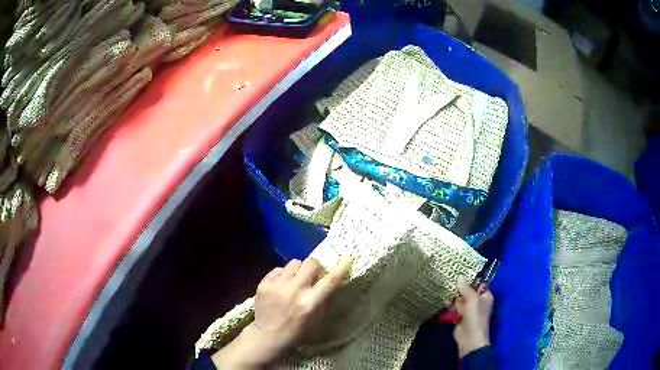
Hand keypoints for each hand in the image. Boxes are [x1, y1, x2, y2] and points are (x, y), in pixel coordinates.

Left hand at [212, 257, 352, 368]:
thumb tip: (332, 280)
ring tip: (296, 280)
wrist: (267, 335)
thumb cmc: (297, 331)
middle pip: (311, 263)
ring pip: (294, 262)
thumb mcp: (317, 319)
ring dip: (299, 270)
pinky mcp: (264, 283)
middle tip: (314, 276)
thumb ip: (324, 298)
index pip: (329, 280)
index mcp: (310, 303)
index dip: (340, 268)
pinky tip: (282, 285)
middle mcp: (294, 291)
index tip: (347, 259)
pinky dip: (284, 275)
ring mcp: (277, 285)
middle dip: (316, 268)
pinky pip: (279, 268)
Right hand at [453, 275, 493, 357]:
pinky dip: (450, 306)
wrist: (470, 337)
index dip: (470, 279)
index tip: (460, 273)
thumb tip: (459, 276)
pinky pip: (455, 308)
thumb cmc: (476, 316)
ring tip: (447, 295)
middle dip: (459, 289)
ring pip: (460, 299)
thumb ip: (466, 288)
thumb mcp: (472, 299)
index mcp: (485, 296)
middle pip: (467, 291)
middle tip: (450, 283)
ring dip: (454, 298)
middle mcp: (478, 301)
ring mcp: (469, 309)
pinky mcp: (460, 316)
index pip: (478, 284)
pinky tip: (445, 304)